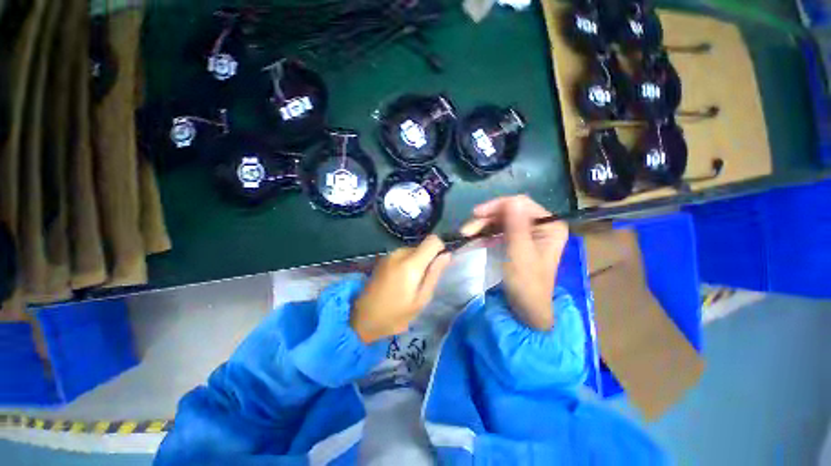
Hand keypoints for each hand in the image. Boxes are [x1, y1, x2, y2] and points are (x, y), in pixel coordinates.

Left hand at [351, 235, 451, 343]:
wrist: (363, 319)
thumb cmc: (396, 315)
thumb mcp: (421, 299)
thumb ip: (434, 274)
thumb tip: (446, 254)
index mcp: (410, 264)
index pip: (433, 240)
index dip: (440, 248)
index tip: (439, 264)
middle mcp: (399, 253)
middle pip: (422, 246)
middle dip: (428, 260)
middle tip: (422, 282)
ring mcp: (389, 255)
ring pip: (413, 251)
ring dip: (417, 263)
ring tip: (410, 284)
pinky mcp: (383, 259)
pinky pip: (403, 255)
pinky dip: (407, 264)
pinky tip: (400, 281)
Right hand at [461, 196, 568, 329]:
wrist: (525, 309)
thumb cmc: (526, 283)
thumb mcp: (520, 254)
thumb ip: (516, 227)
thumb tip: (511, 200)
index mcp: (550, 225)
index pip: (521, 204)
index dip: (497, 206)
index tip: (476, 215)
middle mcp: (540, 225)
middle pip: (509, 211)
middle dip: (486, 218)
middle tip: (467, 229)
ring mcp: (527, 233)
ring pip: (501, 220)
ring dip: (482, 225)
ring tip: (466, 235)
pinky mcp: (516, 241)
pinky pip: (498, 230)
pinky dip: (485, 233)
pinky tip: (475, 239)